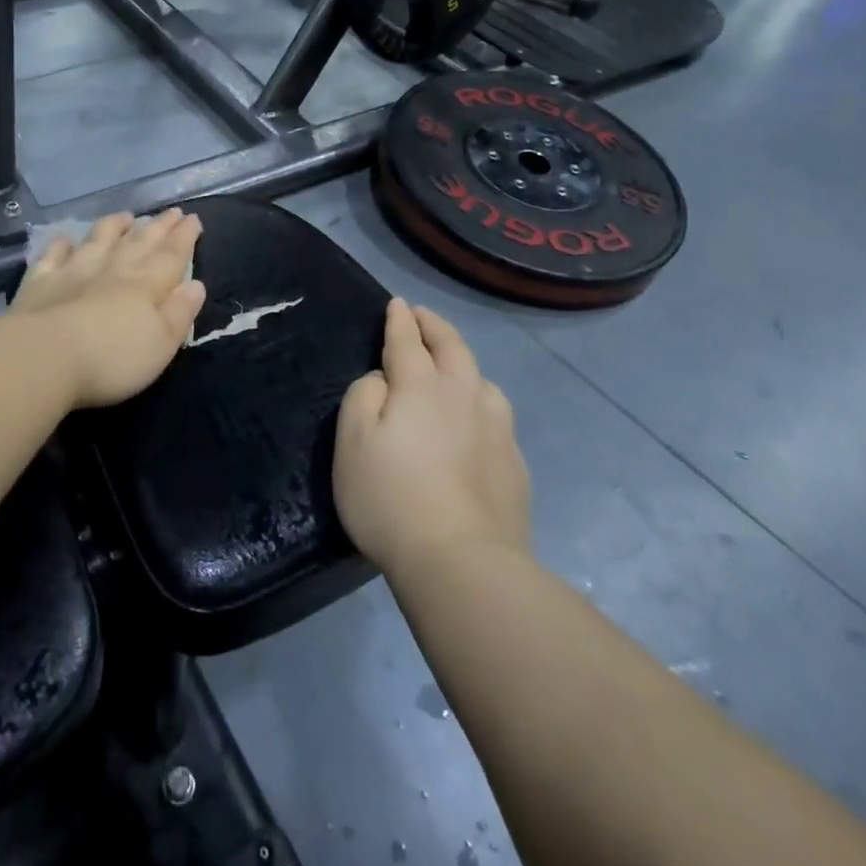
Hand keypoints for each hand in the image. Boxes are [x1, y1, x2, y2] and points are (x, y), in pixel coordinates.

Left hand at [12, 209, 207, 407]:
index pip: (171, 256)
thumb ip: (180, 313)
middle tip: (171, 211)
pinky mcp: (40, 282)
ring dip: (113, 226)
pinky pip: (53, 256)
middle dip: (158, 227)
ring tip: (126, 216)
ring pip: (98, 240)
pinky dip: (60, 245)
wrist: (44, 357)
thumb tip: (195, 284)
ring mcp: (73, 272)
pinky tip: (65, 239)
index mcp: (145, 285)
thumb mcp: (161, 344)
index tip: (193, 219)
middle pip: (139, 243)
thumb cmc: (112, 359)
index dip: (184, 238)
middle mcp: (112, 270)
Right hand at [334, 298, 530, 575]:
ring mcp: (496, 429)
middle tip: (423, 317)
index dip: (400, 320)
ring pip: (482, 380)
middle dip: (435, 327)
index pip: (407, 340)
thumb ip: (363, 396)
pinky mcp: (513, 462)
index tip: (397, 304)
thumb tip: (384, 379)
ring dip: (463, 364)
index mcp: (420, 386)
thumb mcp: (352, 442)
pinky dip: (480, 403)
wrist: (462, 561)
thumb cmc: (391, 498)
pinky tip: (476, 421)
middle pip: (452, 348)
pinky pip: (497, 417)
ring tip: (453, 368)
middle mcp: (463, 396)